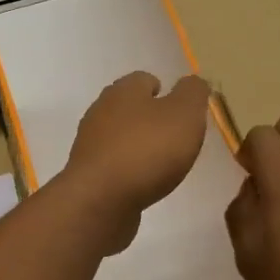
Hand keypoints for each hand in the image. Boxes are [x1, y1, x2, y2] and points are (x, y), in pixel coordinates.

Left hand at [61, 72, 211, 253]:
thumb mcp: (184, 115)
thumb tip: (192, 82)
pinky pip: (113, 164)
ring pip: (119, 136)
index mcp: (123, 91)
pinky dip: (127, 170)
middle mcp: (101, 111)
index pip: (144, 79)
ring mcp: (90, 144)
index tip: (181, 111)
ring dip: (138, 145)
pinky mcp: (87, 174)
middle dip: (150, 119)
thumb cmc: (147, 150)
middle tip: (175, 137)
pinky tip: (142, 183)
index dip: (165, 91)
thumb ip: (192, 93)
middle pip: (129, 108)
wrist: (101, 200)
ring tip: (161, 163)